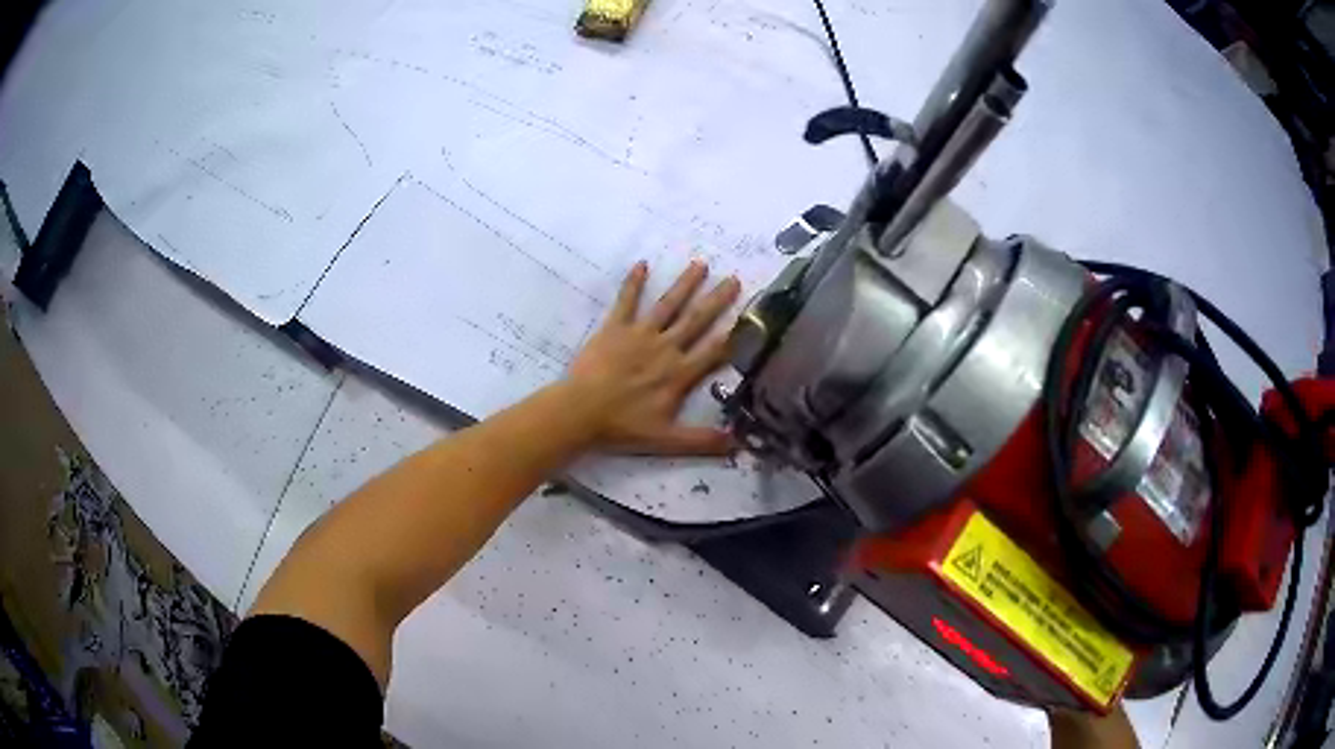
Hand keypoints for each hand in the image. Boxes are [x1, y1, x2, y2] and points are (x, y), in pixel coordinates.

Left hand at [562, 260, 741, 454]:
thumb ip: (703, 442)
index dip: (735, 335)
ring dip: (684, 284)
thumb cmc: (623, 427)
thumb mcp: (667, 441)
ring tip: (700, 264)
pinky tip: (642, 264)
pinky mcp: (614, 328)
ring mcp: (640, 335)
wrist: (581, 412)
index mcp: (679, 374)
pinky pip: (626, 301)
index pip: (714, 352)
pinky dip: (633, 283)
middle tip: (734, 278)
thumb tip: (738, 446)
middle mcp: (665, 348)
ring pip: (667, 305)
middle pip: (696, 320)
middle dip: (716, 300)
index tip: (753, 319)